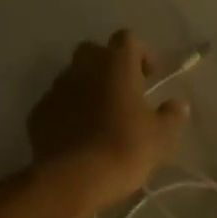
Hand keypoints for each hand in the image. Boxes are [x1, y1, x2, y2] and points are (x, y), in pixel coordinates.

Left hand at [29, 29, 188, 210]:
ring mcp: (56, 89)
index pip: (126, 39)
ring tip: (98, 116)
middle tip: (121, 92)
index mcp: (115, 64)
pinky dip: (66, 111)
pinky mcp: (38, 113)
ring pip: (71, 76)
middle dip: (107, 65)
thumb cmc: (124, 148)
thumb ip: (170, 115)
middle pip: (93, 51)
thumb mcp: (160, 136)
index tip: (148, 76)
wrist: (74, 178)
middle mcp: (82, 68)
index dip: (139, 53)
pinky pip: (55, 103)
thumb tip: (178, 105)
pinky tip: (76, 135)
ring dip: (85, 88)